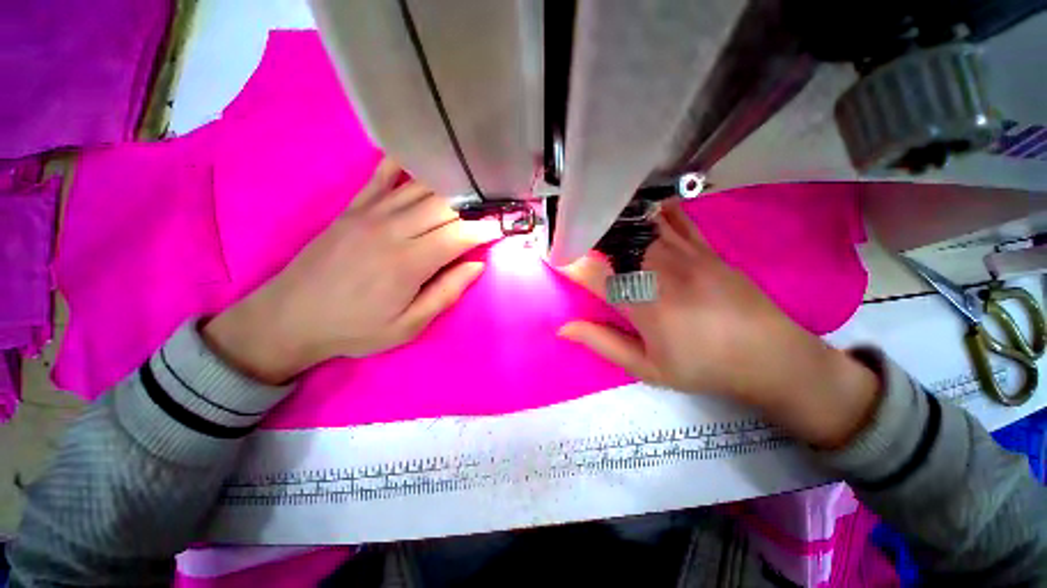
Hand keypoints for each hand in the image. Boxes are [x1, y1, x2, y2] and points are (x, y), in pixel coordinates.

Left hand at [203, 159, 501, 383]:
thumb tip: (477, 265)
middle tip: (491, 208)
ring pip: (420, 187)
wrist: (291, 317)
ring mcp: (370, 213)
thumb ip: (446, 293)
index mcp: (409, 263)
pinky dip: (405, 164)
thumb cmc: (356, 328)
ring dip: (450, 186)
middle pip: (444, 205)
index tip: (502, 227)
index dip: (485, 229)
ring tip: (470, 188)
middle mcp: (393, 229)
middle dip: (474, 205)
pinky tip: (423, 159)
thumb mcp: (408, 326)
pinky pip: (382, 175)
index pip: (459, 235)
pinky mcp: (353, 207)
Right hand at [559, 200, 879, 448]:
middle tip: (571, 234)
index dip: (568, 262)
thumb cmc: (703, 367)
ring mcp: (686, 254)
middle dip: (587, 237)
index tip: (552, 255)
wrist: (770, 357)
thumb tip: (564, 328)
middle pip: (614, 242)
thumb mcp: (647, 368)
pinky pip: (675, 219)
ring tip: (597, 218)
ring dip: (614, 222)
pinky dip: (653, 210)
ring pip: (640, 226)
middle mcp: (660, 271)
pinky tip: (641, 208)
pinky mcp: (706, 248)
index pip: (592, 274)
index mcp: (643, 304)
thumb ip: (602, 343)